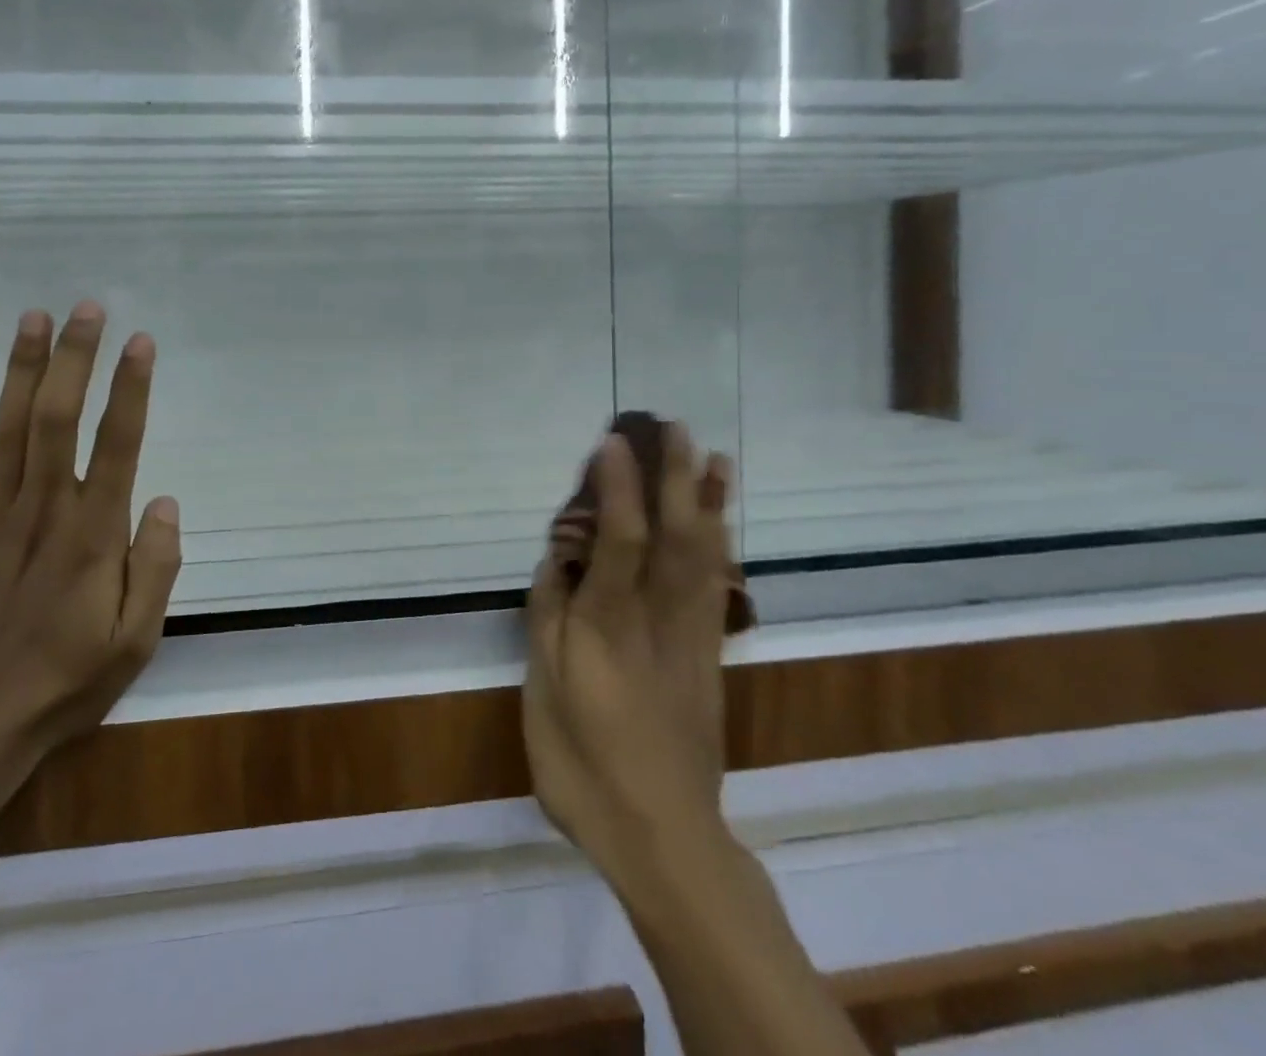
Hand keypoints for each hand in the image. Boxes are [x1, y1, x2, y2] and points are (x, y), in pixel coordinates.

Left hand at [0, 303, 182, 799]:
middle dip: (75, 358)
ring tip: (34, 316)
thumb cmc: (65, 681)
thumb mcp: (136, 640)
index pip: (116, 446)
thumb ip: (156, 567)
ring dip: (21, 368)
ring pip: (6, 428)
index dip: (129, 390)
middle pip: (56, 419)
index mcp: (92, 537)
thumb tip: (163, 500)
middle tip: (89, 308)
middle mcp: (40, 513)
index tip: (141, 343)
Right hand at [523, 424, 735, 888]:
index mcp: (608, 625)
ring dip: (709, 501)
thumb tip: (556, 561)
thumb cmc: (585, 766)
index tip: (612, 442)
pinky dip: (722, 545)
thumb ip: (548, 619)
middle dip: (674, 477)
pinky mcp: (709, 656)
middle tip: (673, 427)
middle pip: (673, 535)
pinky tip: (721, 524)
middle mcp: (656, 618)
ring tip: (713, 457)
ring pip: (706, 555)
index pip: (618, 539)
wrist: (664, 837)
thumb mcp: (544, 694)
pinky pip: (718, 586)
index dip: (617, 487)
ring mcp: (691, 636)